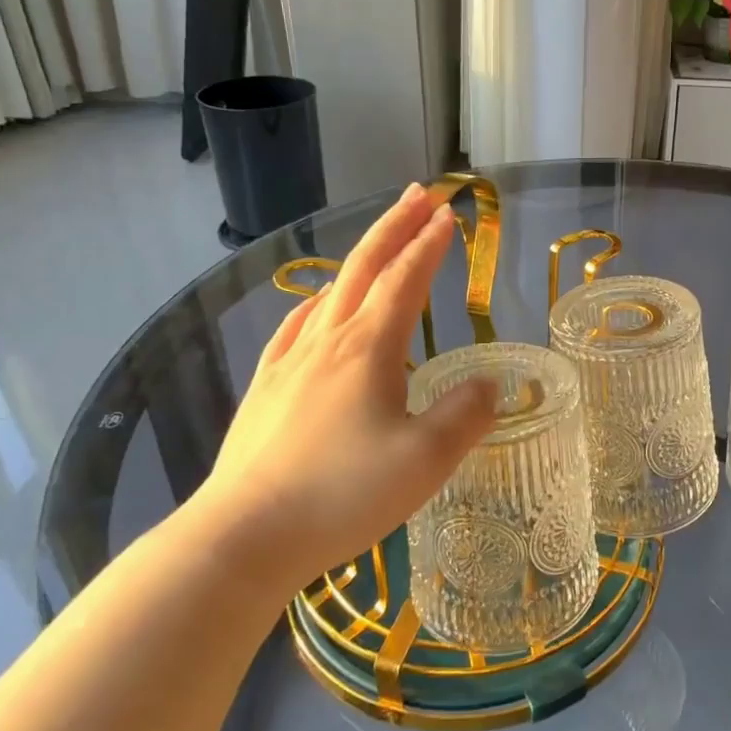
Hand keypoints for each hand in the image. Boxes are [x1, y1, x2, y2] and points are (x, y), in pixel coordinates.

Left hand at [185, 185, 495, 600]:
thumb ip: (465, 416)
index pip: (405, 279)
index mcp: (368, 348)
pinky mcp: (266, 390)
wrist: (243, 538)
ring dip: (360, 259)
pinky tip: (316, 308)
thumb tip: (487, 384)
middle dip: (395, 226)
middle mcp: (327, 341)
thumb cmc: (342, 495)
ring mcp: (289, 363)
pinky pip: (296, 327)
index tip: (450, 214)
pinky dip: (317, 302)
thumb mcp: (425, 460)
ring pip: (330, 292)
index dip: (430, 244)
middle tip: (420, 193)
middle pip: (364, 267)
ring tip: (378, 245)